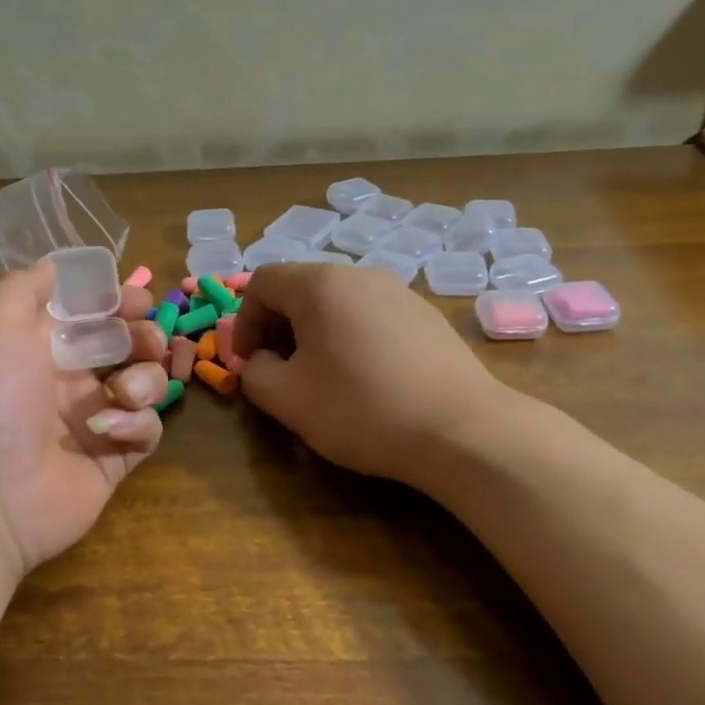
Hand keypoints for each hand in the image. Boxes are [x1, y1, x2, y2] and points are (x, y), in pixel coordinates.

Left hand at [0, 260, 169, 578]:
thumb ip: (26, 286)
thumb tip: (57, 265)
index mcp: (38, 345)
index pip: (91, 312)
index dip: (118, 301)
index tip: (136, 301)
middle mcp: (67, 379)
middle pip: (127, 344)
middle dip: (144, 335)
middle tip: (143, 342)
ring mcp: (93, 420)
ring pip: (145, 384)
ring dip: (145, 378)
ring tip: (125, 392)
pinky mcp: (113, 459)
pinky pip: (147, 430)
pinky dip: (137, 424)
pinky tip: (111, 430)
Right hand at [231, 263, 502, 480]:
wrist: (461, 429)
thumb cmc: (362, 409)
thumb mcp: (287, 399)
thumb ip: (254, 373)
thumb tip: (261, 361)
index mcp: (321, 285)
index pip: (262, 282)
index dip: (243, 322)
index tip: (247, 363)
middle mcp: (361, 275)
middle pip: (302, 288)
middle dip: (279, 327)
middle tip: (279, 371)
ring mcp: (400, 292)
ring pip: (339, 303)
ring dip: (316, 334)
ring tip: (322, 377)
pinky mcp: (427, 316)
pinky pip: (372, 317)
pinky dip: (352, 338)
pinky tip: (366, 379)